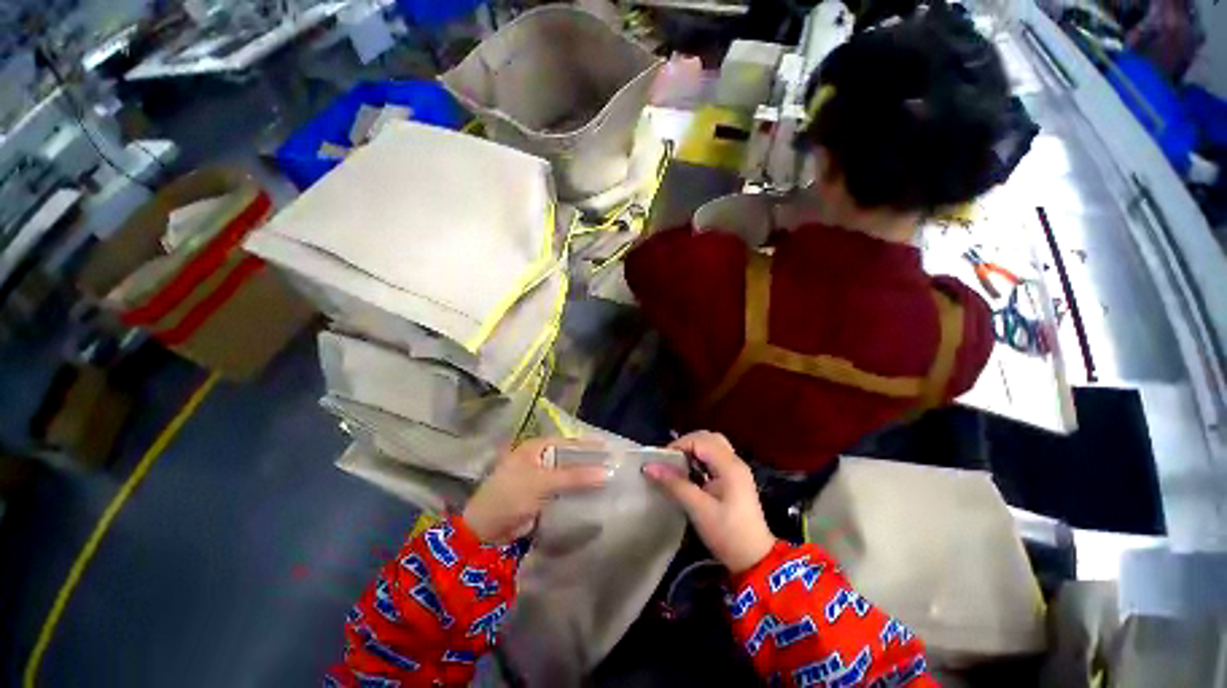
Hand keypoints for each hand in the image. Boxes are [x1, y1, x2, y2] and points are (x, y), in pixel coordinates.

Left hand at [462, 437, 608, 543]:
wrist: (486, 530)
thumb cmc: (512, 495)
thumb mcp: (544, 482)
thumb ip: (575, 476)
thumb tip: (607, 472)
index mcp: (536, 447)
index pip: (568, 442)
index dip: (588, 446)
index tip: (609, 448)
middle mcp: (539, 458)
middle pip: (569, 457)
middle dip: (588, 461)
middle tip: (612, 464)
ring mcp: (540, 477)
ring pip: (567, 474)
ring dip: (584, 477)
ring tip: (608, 478)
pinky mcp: (541, 495)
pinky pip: (563, 489)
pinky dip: (576, 491)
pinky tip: (592, 494)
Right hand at [643, 431, 774, 574]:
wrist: (756, 560)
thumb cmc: (727, 534)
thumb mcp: (698, 509)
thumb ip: (674, 484)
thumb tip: (648, 466)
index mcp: (729, 465)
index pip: (700, 440)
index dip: (678, 446)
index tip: (662, 462)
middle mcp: (735, 461)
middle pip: (708, 437)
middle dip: (686, 444)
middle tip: (670, 461)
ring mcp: (737, 469)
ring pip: (713, 445)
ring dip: (694, 450)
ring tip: (679, 466)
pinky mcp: (735, 477)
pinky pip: (715, 457)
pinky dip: (701, 458)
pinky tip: (692, 473)